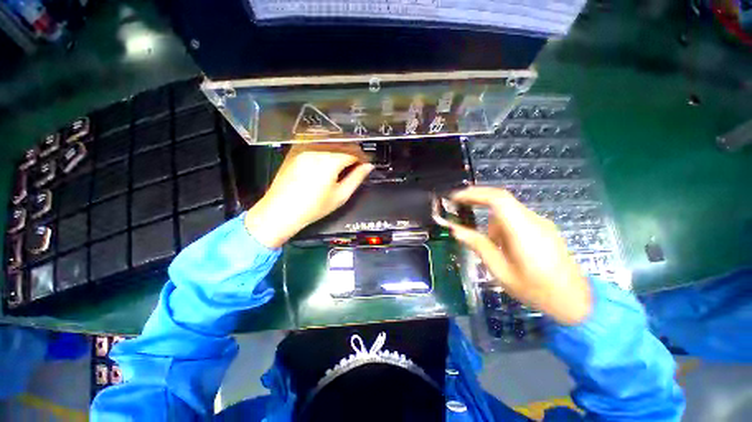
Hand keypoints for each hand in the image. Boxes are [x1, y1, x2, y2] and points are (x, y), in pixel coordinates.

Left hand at [245, 143, 373, 247]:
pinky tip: (328, 158)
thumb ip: (356, 178)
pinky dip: (326, 148)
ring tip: (344, 161)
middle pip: (341, 144)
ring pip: (329, 142)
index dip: (362, 158)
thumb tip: (368, 166)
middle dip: (352, 151)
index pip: (353, 152)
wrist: (281, 211)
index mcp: (330, 161)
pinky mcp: (294, 151)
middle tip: (358, 163)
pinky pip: (315, 143)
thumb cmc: (314, 207)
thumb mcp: (340, 196)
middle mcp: (316, 150)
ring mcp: (303, 148)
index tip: (366, 164)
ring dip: (340, 148)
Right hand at [445, 187, 591, 325]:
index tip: (455, 198)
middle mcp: (534, 221)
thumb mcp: (500, 270)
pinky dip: (502, 226)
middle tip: (458, 207)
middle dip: (477, 200)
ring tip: (493, 248)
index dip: (474, 194)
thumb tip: (455, 230)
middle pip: (501, 200)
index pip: (498, 199)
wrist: (575, 301)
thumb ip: (478, 246)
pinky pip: (516, 218)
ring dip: (492, 222)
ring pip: (507, 211)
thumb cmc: (535, 290)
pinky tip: (506, 248)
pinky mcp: (543, 228)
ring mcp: (541, 223)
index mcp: (523, 231)